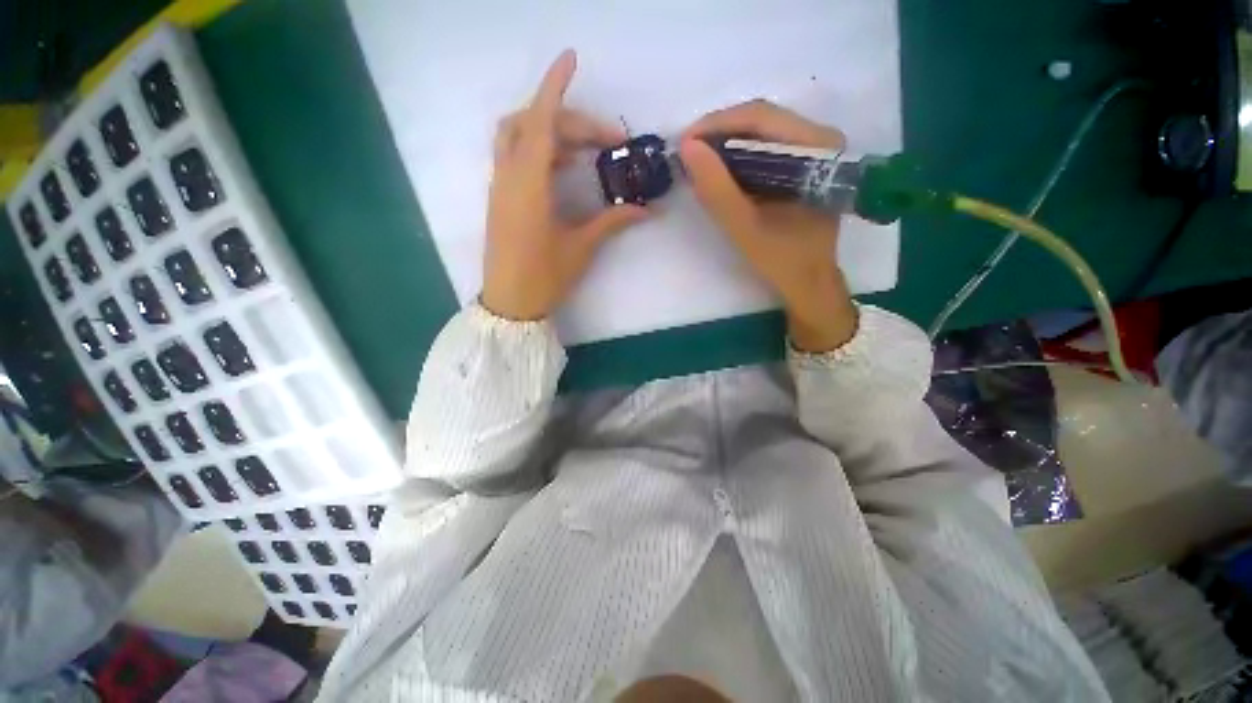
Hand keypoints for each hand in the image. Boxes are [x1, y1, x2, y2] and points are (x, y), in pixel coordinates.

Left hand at [481, 50, 648, 320]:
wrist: (510, 303)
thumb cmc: (544, 277)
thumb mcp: (581, 248)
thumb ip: (612, 222)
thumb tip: (647, 210)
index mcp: (529, 186)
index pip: (540, 122)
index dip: (555, 88)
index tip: (571, 59)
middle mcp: (509, 177)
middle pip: (531, 124)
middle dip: (569, 120)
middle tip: (605, 140)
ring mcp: (500, 187)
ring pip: (517, 137)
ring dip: (549, 131)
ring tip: (584, 151)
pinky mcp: (500, 198)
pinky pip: (514, 157)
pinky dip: (538, 150)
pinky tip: (562, 168)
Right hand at [680, 100, 857, 351]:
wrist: (808, 281)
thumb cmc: (781, 259)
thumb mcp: (743, 227)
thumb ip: (716, 189)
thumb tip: (687, 147)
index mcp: (816, 149)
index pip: (761, 117)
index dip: (717, 124)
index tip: (684, 142)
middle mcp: (821, 138)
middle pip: (762, 119)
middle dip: (720, 133)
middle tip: (688, 153)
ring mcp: (814, 149)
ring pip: (762, 130)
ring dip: (727, 143)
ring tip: (699, 161)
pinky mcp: (805, 162)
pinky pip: (766, 147)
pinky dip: (739, 156)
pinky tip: (720, 170)